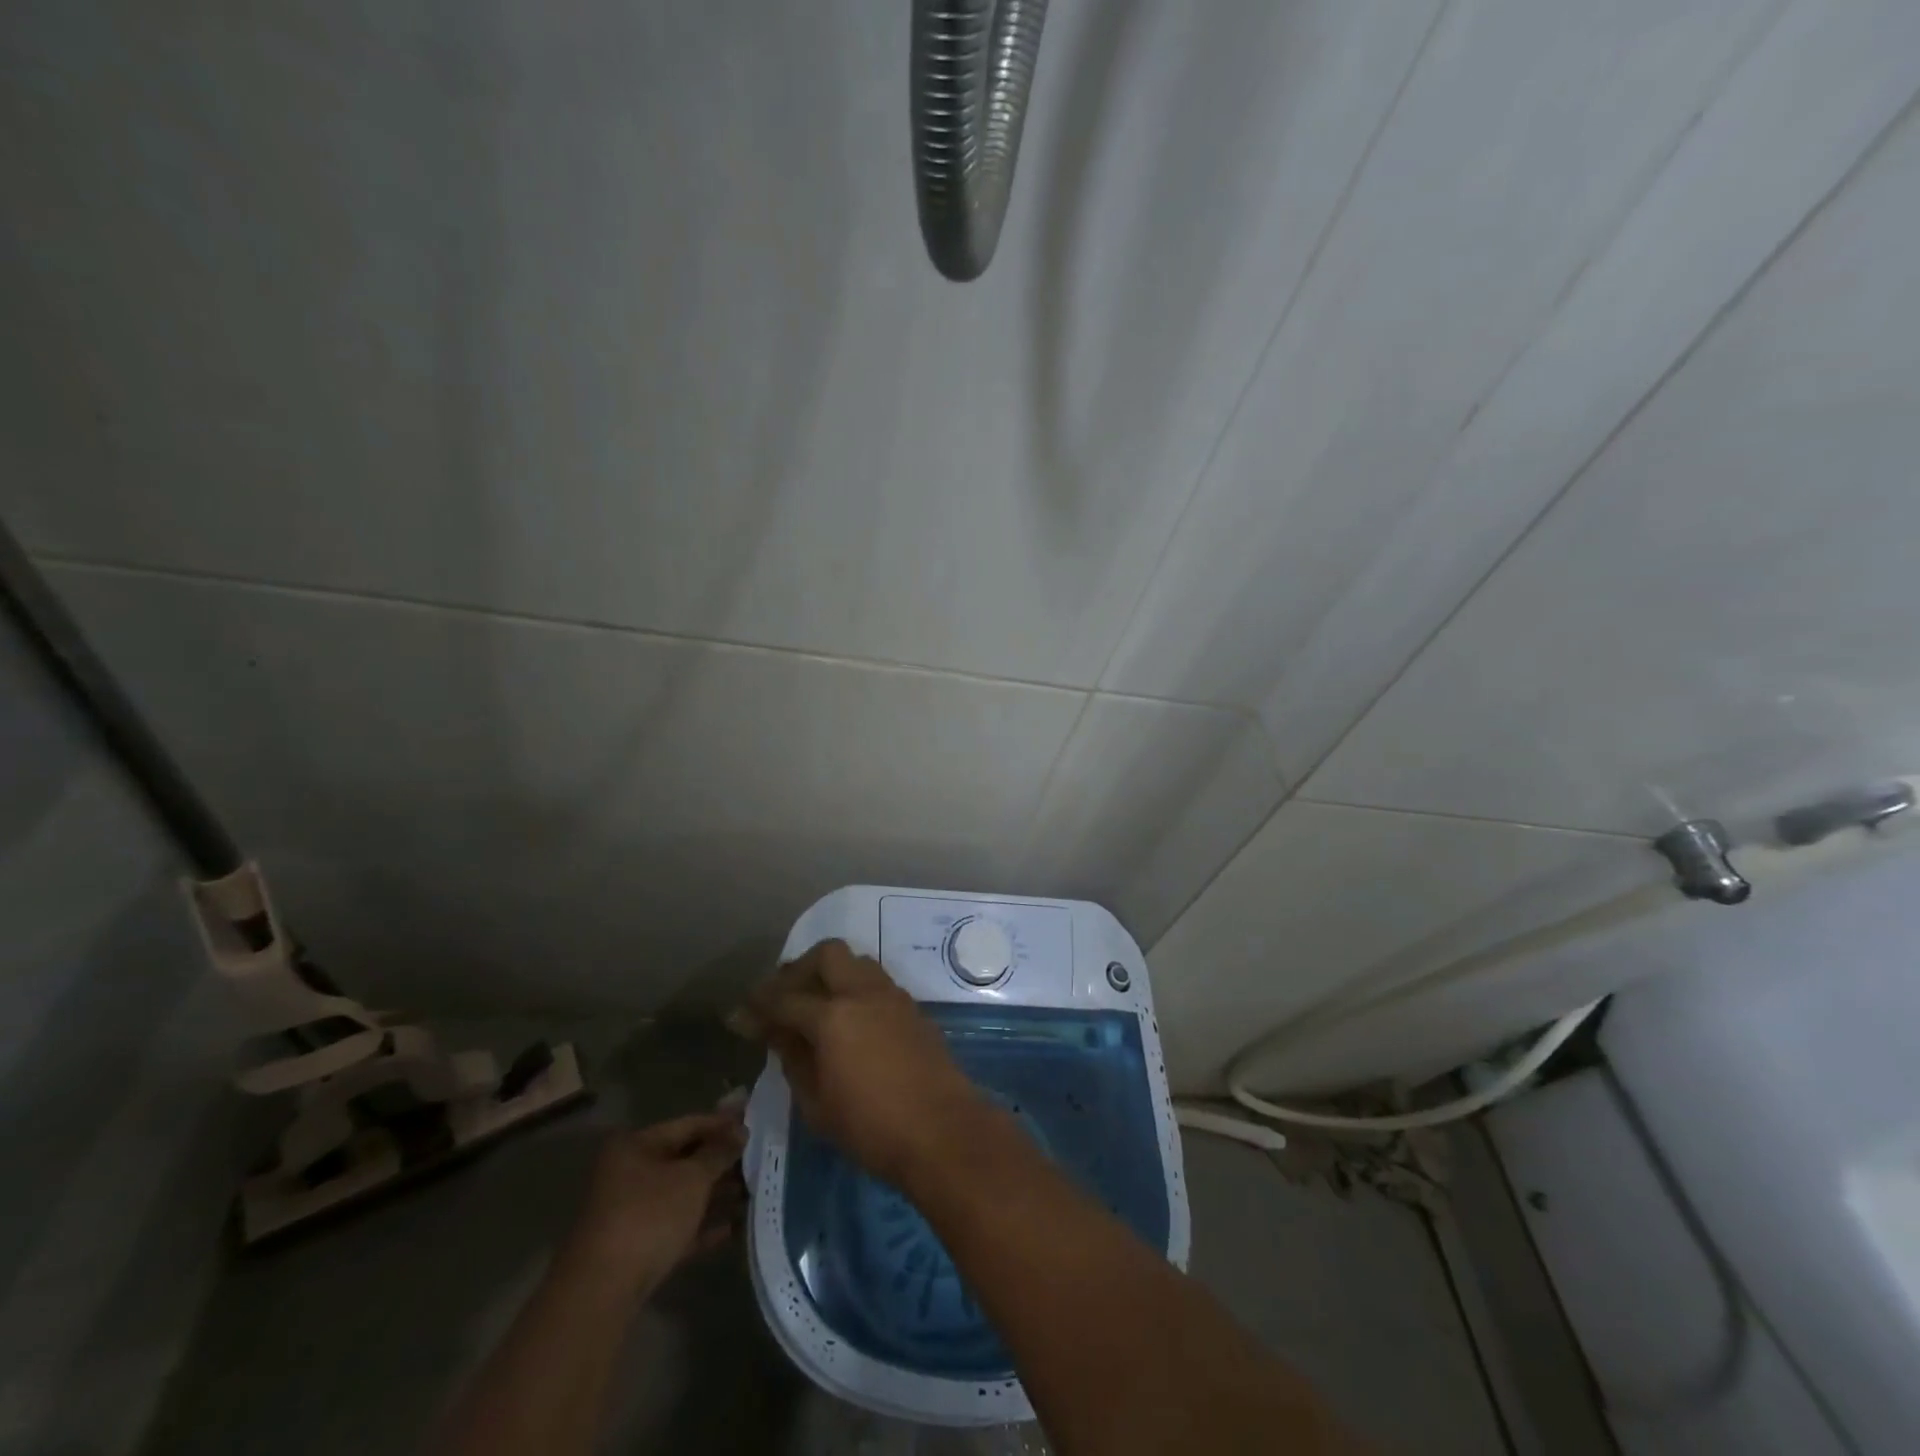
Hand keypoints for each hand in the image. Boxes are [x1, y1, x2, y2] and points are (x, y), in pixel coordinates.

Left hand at [564, 1111, 745, 1294]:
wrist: (602, 1292)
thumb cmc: (648, 1217)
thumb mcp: (692, 1178)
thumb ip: (719, 1152)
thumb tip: (740, 1131)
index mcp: (636, 1147)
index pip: (687, 1125)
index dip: (722, 1124)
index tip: (753, 1124)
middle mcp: (629, 1174)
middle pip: (684, 1160)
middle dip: (721, 1162)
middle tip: (758, 1160)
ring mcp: (630, 1213)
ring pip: (681, 1195)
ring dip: (715, 1195)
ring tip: (751, 1194)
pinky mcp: (635, 1248)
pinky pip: (675, 1227)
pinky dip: (701, 1226)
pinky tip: (732, 1228)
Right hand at [738, 939, 988, 1186]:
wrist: (943, 1130)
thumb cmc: (871, 1128)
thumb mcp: (816, 1103)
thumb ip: (793, 1058)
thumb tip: (776, 1032)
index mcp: (832, 1015)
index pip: (785, 999)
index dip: (758, 1006)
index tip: (740, 1016)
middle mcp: (863, 992)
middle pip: (826, 954)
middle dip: (798, 969)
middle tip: (782, 996)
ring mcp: (893, 996)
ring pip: (856, 962)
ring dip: (831, 973)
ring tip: (815, 1004)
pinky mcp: (912, 1008)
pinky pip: (876, 982)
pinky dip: (855, 988)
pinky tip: (848, 1019)